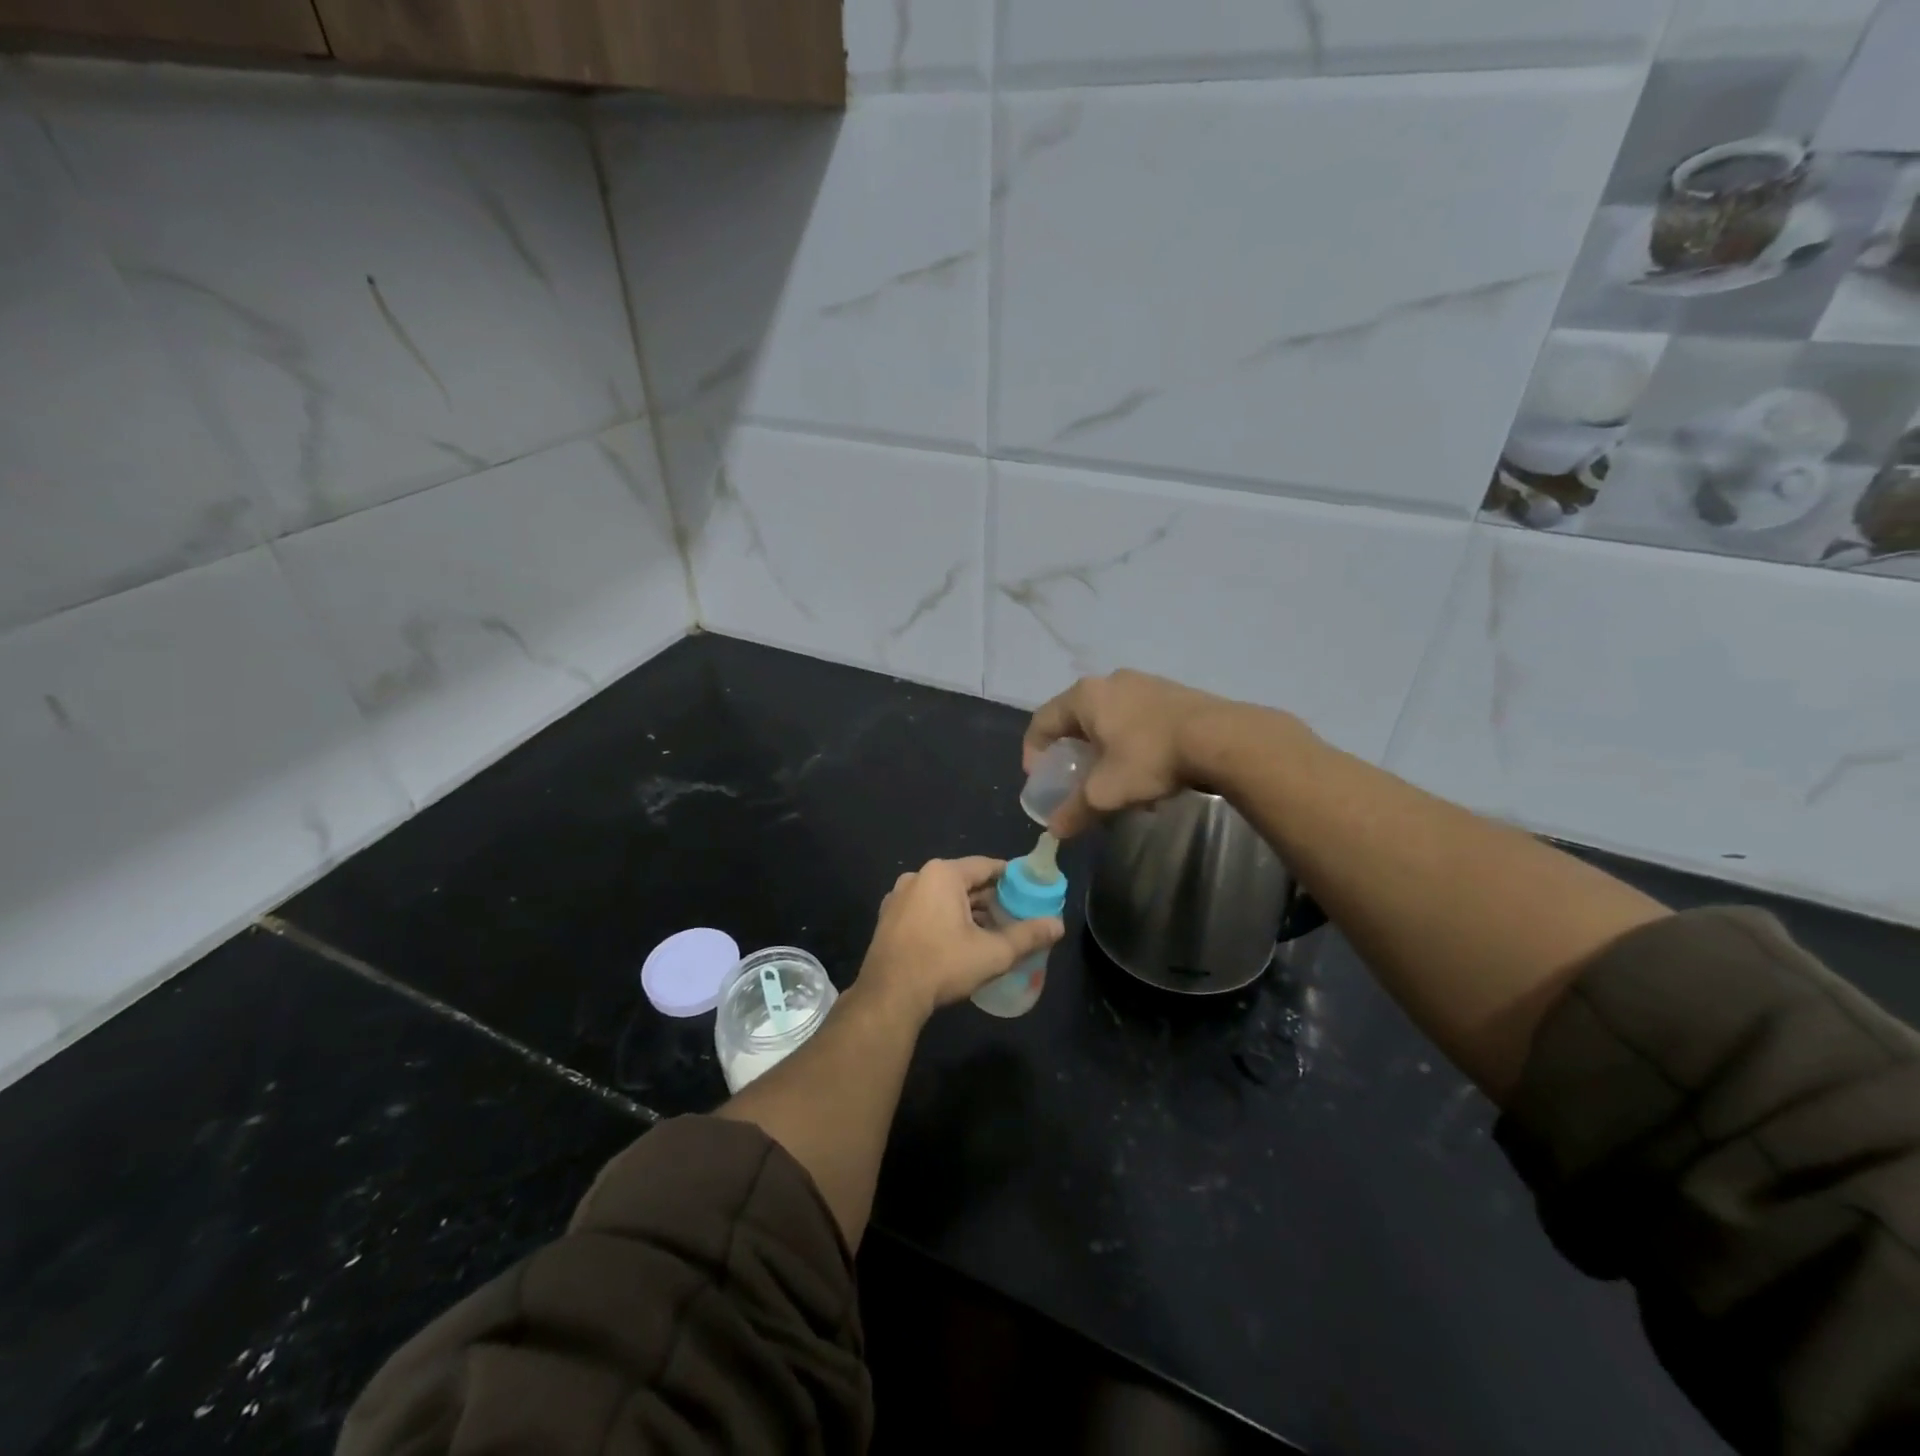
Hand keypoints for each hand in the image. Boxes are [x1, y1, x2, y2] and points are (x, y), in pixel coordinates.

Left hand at [856, 857, 1063, 1023]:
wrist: (888, 996)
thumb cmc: (942, 965)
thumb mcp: (993, 952)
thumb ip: (1028, 935)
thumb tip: (1059, 925)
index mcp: (942, 874)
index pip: (987, 866)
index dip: (1011, 878)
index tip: (1029, 893)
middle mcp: (917, 877)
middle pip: (964, 881)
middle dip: (990, 899)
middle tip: (1014, 917)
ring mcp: (898, 897)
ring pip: (943, 897)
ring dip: (967, 911)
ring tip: (990, 932)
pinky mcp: (888, 918)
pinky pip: (925, 909)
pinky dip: (944, 919)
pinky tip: (958, 942)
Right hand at [1023, 670, 1241, 836]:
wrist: (1221, 738)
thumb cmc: (1149, 758)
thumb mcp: (1106, 792)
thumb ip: (1075, 810)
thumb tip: (1055, 830)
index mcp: (1085, 697)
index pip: (1043, 721)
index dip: (1034, 751)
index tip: (1040, 777)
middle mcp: (1110, 681)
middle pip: (1078, 719)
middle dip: (1075, 753)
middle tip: (1078, 778)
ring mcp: (1144, 683)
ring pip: (1111, 720)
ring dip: (1107, 751)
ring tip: (1118, 781)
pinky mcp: (1172, 693)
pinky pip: (1139, 719)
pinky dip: (1133, 744)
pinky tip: (1150, 772)